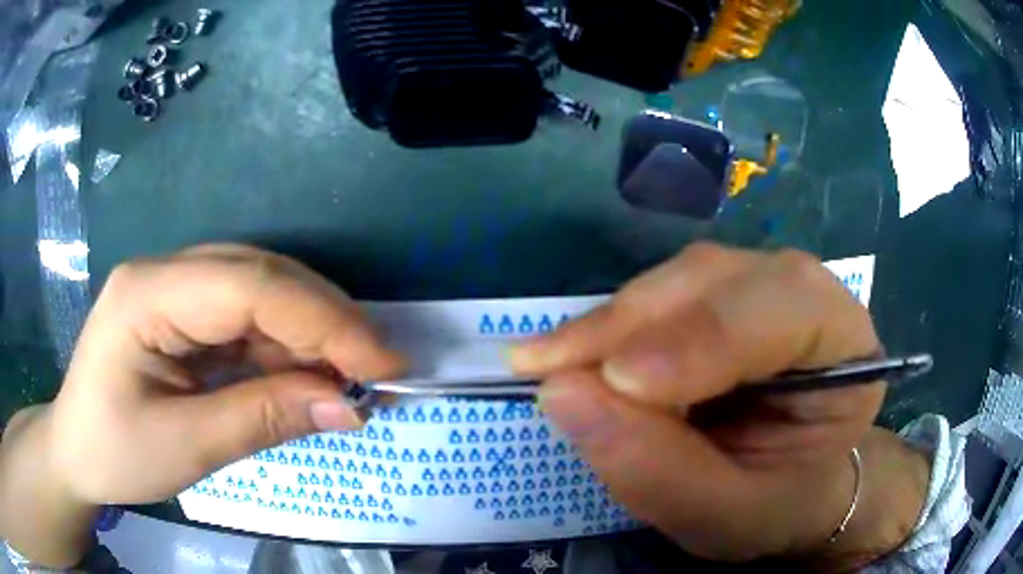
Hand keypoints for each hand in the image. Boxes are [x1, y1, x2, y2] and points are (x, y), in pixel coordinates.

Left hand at [1, 245, 404, 565]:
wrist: (76, 451)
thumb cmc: (114, 452)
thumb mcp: (185, 447)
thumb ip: (262, 418)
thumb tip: (347, 407)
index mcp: (148, 292)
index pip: (249, 285)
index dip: (323, 321)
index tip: (384, 366)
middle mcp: (165, 272)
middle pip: (261, 276)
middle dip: (327, 323)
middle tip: (379, 373)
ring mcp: (175, 288)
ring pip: (261, 292)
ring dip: (312, 335)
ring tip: (352, 379)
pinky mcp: (184, 313)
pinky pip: (247, 318)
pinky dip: (286, 347)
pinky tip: (309, 375)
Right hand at [510, 244, 928, 567]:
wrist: (788, 488)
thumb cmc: (775, 504)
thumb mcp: (723, 514)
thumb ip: (656, 470)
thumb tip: (562, 393)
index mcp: (845, 348)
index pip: (786, 310)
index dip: (704, 338)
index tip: (617, 381)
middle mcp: (808, 296)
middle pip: (722, 279)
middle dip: (637, 323)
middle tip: (551, 367)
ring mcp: (761, 287)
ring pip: (682, 277)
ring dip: (613, 321)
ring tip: (552, 364)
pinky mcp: (719, 298)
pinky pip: (660, 293)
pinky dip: (611, 324)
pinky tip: (577, 355)